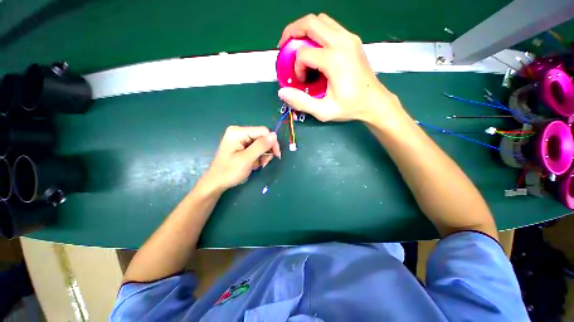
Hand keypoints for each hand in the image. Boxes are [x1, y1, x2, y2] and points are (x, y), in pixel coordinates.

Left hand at [200, 126, 280, 192]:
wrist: (216, 183)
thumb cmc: (229, 172)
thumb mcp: (246, 159)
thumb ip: (261, 146)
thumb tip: (275, 135)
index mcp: (238, 132)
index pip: (263, 131)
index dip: (272, 143)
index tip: (276, 156)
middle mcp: (239, 132)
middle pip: (262, 137)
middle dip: (266, 150)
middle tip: (264, 163)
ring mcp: (240, 139)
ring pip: (261, 143)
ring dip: (263, 155)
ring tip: (259, 165)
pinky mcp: (242, 145)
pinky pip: (256, 148)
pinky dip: (259, 156)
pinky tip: (254, 164)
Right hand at [277, 14, 401, 123]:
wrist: (374, 102)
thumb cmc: (350, 107)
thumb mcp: (323, 111)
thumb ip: (301, 102)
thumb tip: (282, 92)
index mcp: (335, 60)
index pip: (304, 53)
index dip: (296, 67)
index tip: (301, 80)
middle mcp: (342, 43)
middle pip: (310, 22)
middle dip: (292, 32)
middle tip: (285, 47)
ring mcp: (349, 38)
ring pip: (320, 20)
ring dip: (304, 30)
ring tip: (297, 46)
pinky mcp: (353, 40)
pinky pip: (330, 26)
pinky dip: (316, 33)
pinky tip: (314, 49)